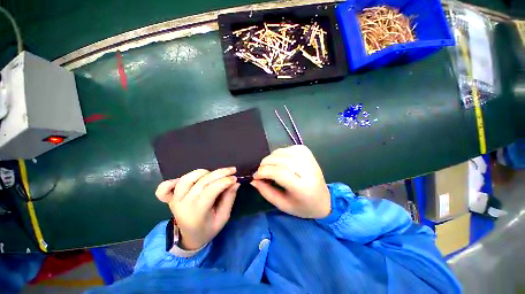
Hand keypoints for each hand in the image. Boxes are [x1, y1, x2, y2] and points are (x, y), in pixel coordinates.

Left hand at [155, 167, 239, 249]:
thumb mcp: (223, 218)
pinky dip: (173, 180)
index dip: (225, 181)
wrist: (190, 238)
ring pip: (187, 178)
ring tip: (214, 174)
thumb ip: (229, 199)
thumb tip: (235, 183)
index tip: (235, 178)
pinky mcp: (169, 198)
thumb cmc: (208, 229)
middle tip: (232, 170)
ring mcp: (174, 200)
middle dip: (220, 173)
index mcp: (197, 212)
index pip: (211, 190)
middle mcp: (183, 203)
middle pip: (202, 181)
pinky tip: (186, 180)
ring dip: (203, 173)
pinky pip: (165, 187)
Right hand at [251, 145, 330, 218]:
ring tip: (268, 165)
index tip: (255, 176)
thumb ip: (266, 192)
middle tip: (260, 171)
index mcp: (302, 187)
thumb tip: (253, 180)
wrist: (324, 201)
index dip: (263, 172)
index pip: (279, 172)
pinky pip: (292, 148)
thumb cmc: (302, 206)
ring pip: (285, 151)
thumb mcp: (282, 205)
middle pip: (281, 160)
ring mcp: (309, 160)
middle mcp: (307, 171)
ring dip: (272, 157)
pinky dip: (282, 151)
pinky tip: (280, 159)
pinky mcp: (309, 154)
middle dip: (265, 163)